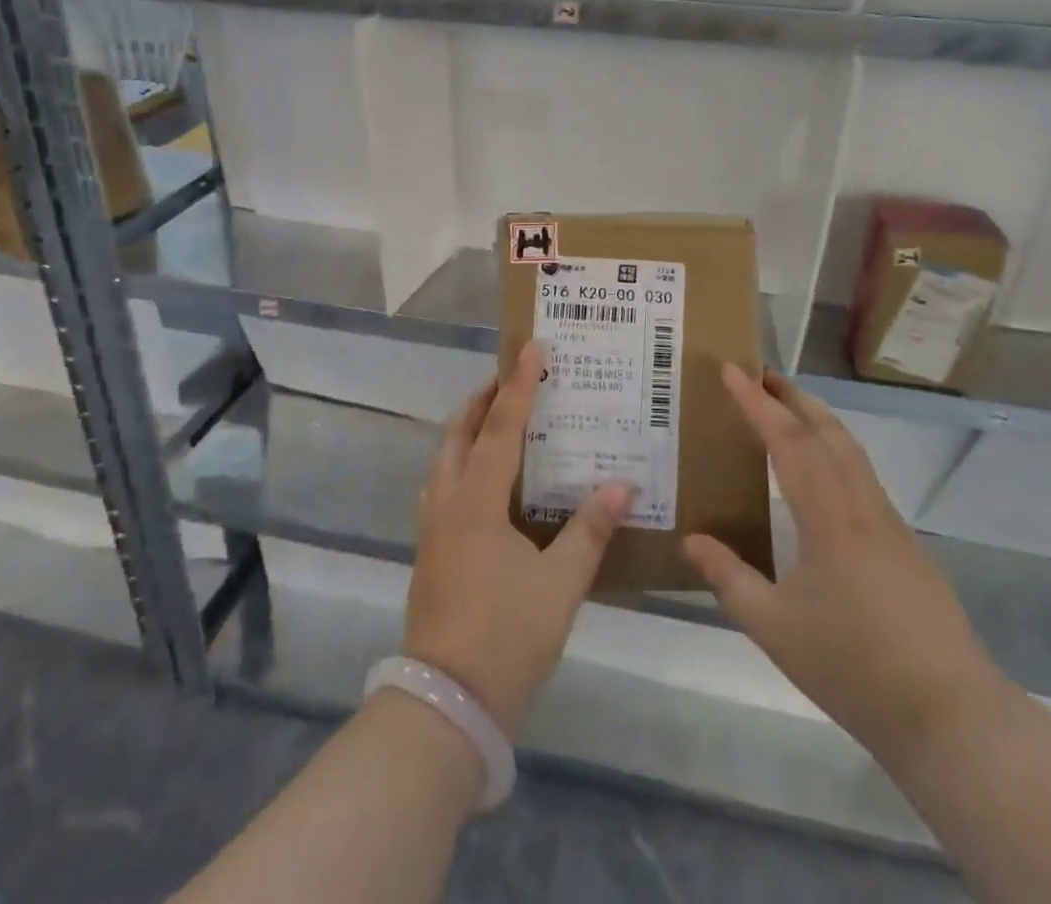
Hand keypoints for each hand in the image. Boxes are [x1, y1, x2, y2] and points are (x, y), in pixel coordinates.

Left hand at [403, 341, 633, 734]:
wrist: (445, 702)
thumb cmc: (507, 636)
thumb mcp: (560, 584)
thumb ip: (590, 530)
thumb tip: (622, 485)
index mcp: (476, 501)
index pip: (499, 428)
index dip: (518, 386)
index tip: (530, 347)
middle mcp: (446, 503)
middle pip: (458, 433)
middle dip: (483, 400)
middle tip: (512, 378)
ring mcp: (431, 527)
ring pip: (444, 458)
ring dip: (467, 429)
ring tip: (498, 418)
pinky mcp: (428, 550)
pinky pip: (443, 484)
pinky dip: (462, 460)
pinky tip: (485, 479)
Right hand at [683, 366, 996, 760]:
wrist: (948, 714)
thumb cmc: (853, 667)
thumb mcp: (774, 628)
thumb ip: (729, 579)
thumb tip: (690, 539)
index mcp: (829, 518)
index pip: (788, 442)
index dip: (757, 403)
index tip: (732, 371)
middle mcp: (862, 507)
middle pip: (828, 432)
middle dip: (793, 396)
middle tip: (760, 374)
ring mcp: (889, 524)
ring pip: (852, 451)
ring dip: (818, 419)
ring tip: (788, 408)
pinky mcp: (904, 545)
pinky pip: (863, 477)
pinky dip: (836, 450)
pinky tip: (823, 472)